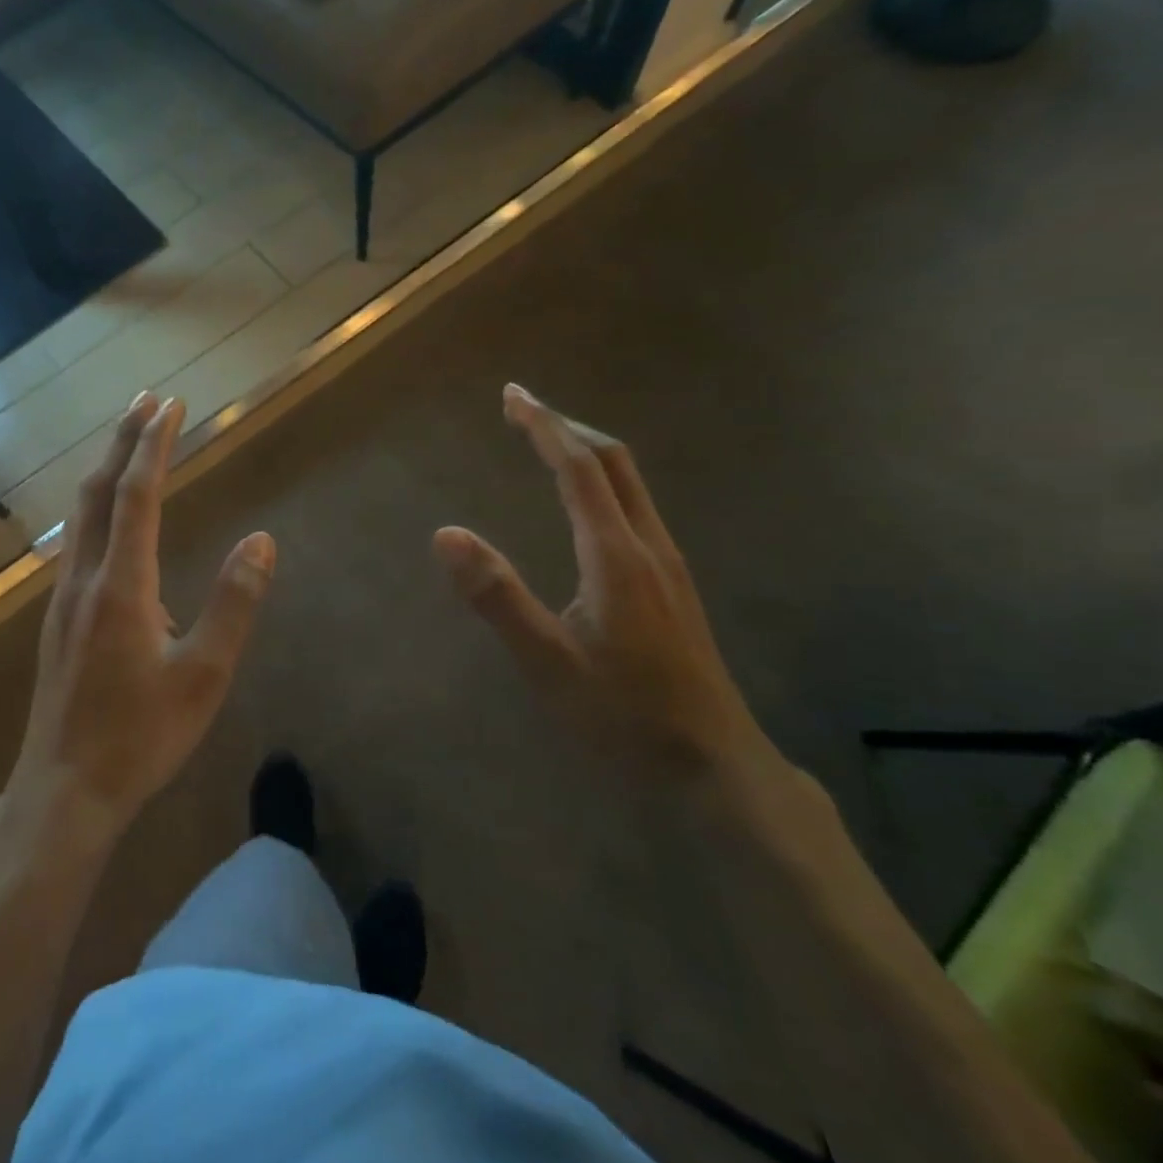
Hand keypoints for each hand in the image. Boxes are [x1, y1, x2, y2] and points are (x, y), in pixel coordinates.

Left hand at [7, 392, 276, 839]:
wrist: (62, 790)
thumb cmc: (140, 736)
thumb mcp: (203, 676)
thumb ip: (233, 604)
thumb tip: (261, 541)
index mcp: (121, 586)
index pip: (138, 495)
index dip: (154, 446)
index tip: (170, 405)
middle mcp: (84, 579)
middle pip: (99, 492)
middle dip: (122, 440)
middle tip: (145, 400)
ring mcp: (64, 599)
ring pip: (82, 516)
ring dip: (106, 471)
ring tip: (128, 444)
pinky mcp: (58, 620)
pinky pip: (78, 542)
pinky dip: (98, 507)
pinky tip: (111, 521)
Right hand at [433, 384, 782, 783]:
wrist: (716, 767)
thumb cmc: (624, 716)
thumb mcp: (548, 661)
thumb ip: (496, 596)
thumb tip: (446, 534)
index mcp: (615, 555)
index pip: (578, 469)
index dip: (543, 427)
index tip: (513, 395)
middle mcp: (648, 546)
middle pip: (614, 462)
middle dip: (567, 427)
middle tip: (523, 409)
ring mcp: (668, 565)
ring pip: (630, 484)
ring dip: (587, 451)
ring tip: (548, 444)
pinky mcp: (673, 586)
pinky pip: (635, 508)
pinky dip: (602, 482)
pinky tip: (586, 505)